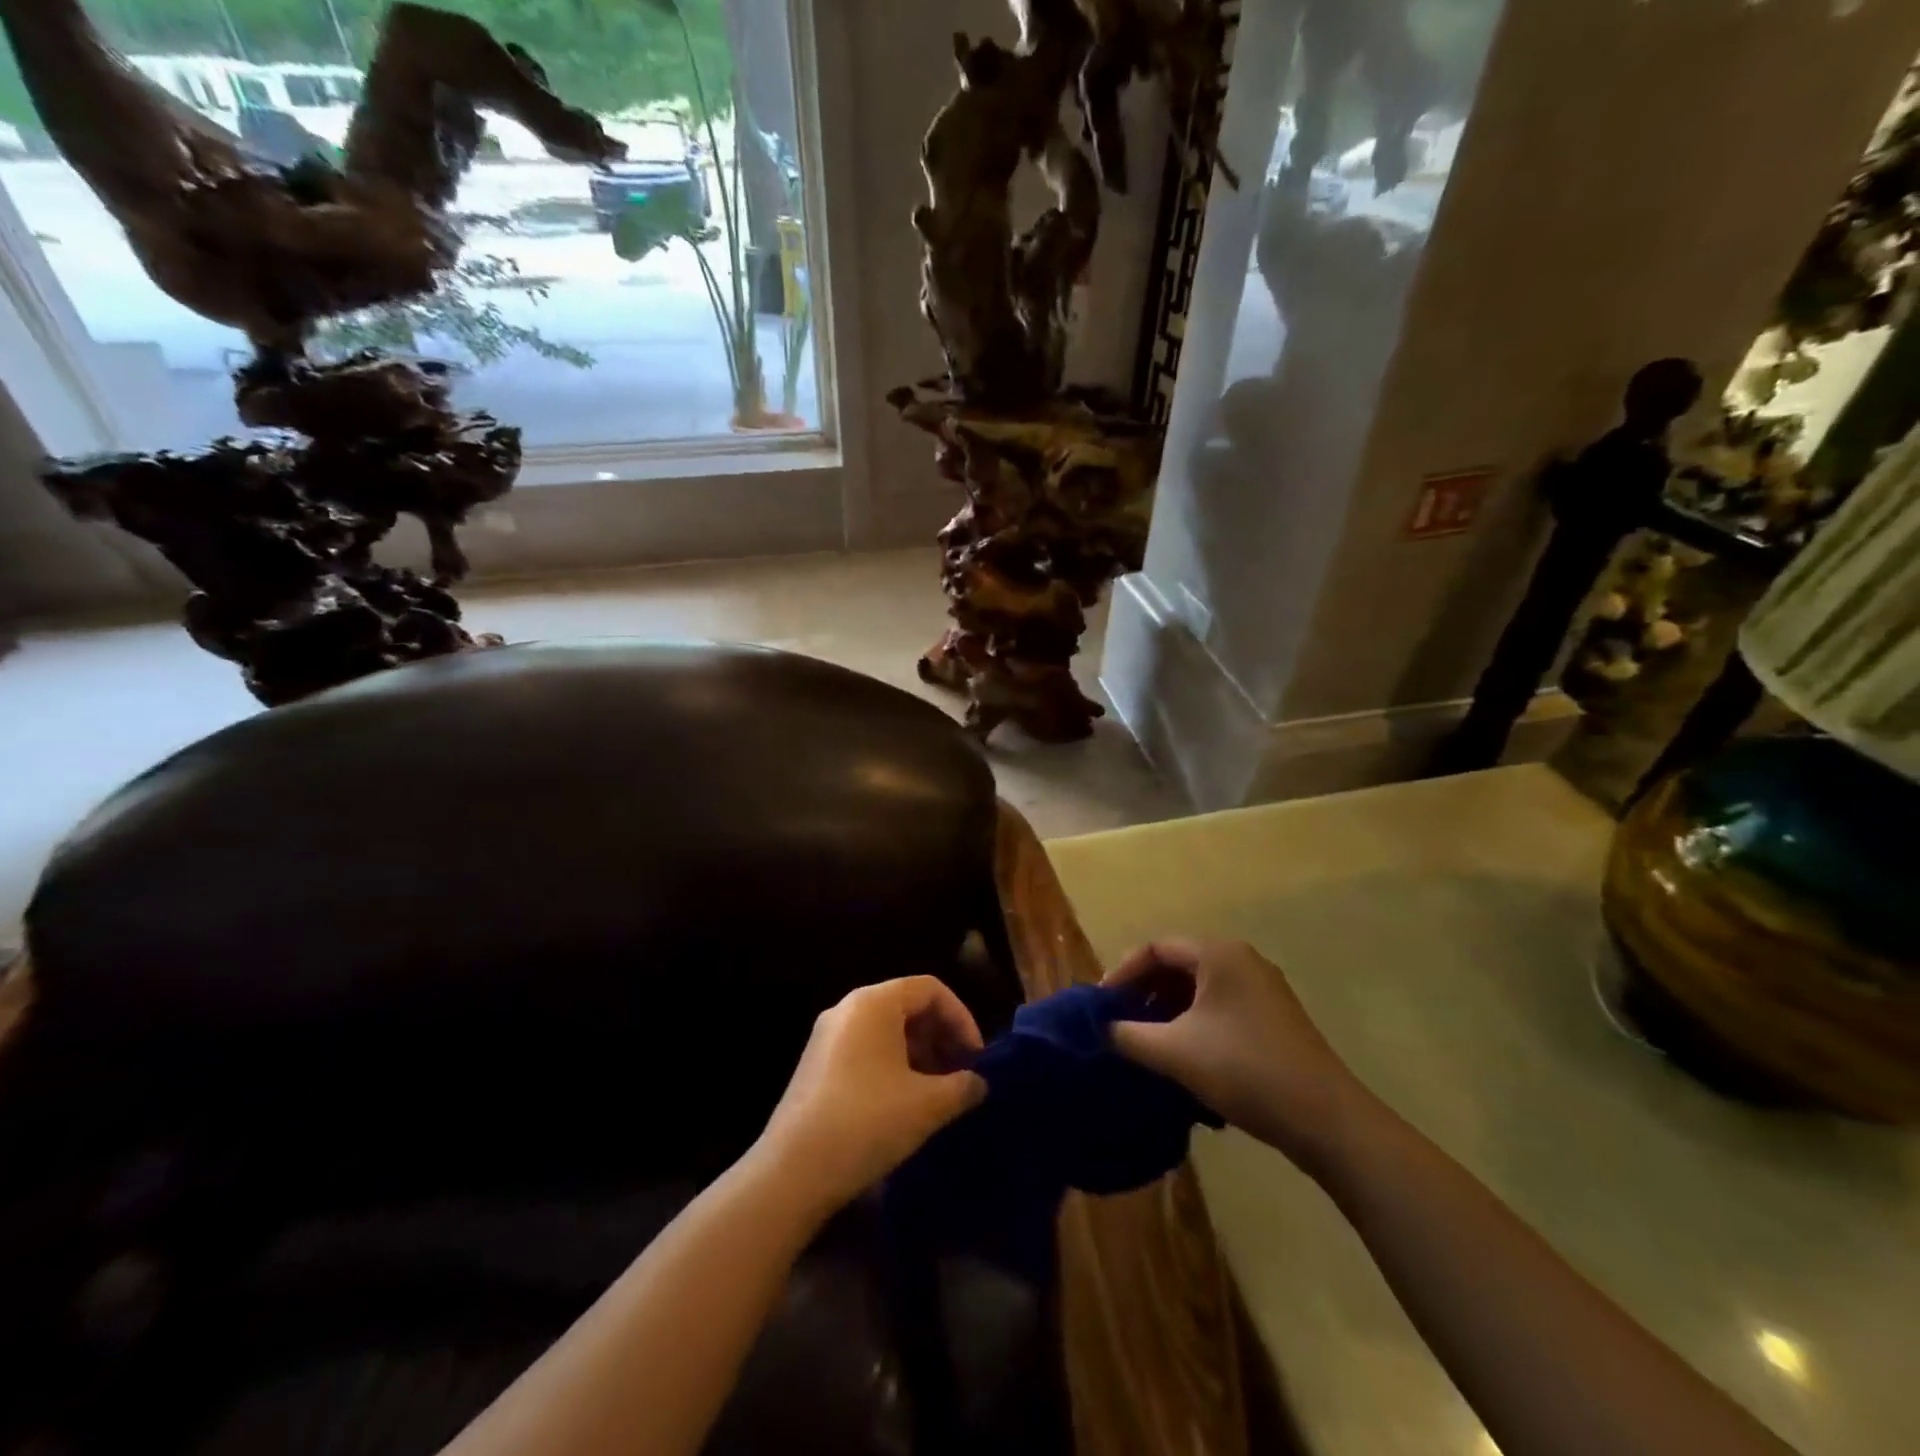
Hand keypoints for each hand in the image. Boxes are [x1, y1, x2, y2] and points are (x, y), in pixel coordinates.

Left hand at [756, 977, 987, 1213]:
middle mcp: (848, 1008)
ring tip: (937, 1094)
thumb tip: (978, 1083)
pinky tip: (904, 1104)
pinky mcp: (816, 1065)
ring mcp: (827, 1036)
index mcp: (874, 1002)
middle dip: (941, 1036)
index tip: (975, 1058)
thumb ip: (962, 1087)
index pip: (930, 988)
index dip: (961, 1018)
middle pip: (908, 1005)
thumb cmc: (867, 1122)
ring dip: (919, 1054)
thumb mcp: (927, 1105)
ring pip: (887, 1030)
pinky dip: (893, 1065)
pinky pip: (866, 1049)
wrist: (792, 1172)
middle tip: (961, 1075)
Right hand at [1104, 939, 1367, 1178]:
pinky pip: (1221, 1007)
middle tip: (1120, 1024)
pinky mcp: (1274, 1017)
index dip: (1122, 973)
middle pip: (1178, 966)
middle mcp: (1242, 960)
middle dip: (1144, 993)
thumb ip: (1128, 1036)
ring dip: (1168, 1011)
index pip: (1156, 949)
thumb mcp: (1175, 1052)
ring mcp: (1263, 989)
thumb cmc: (1244, 1070)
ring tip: (1147, 1043)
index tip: (1102, 1006)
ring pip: (1200, 989)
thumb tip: (1099, 1029)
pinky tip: (1184, 1057)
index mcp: (1219, 954)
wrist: (1326, 1120)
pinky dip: (1194, 1023)